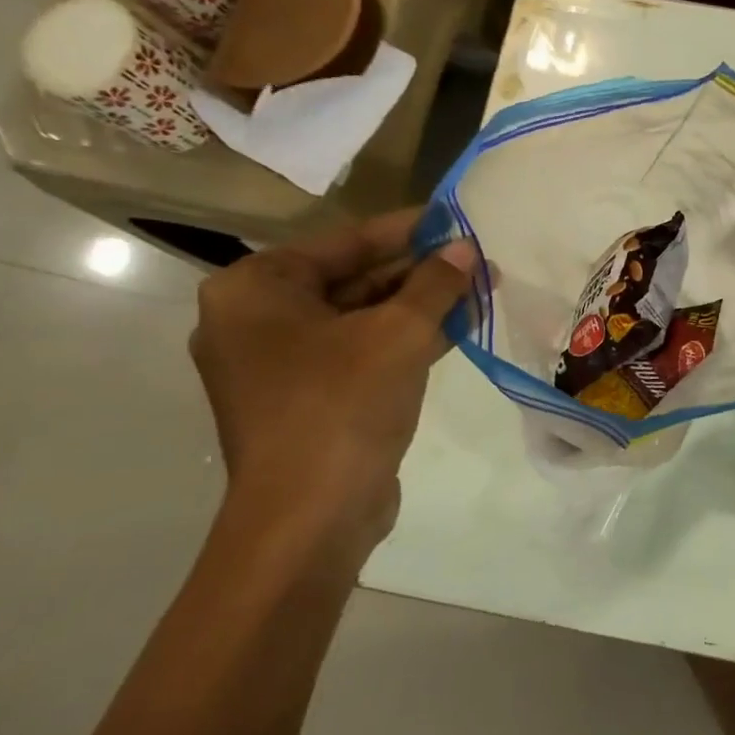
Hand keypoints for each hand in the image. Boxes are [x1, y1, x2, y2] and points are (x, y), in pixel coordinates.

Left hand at [190, 210, 477, 558]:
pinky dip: (404, 339)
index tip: (452, 218)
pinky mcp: (307, 398)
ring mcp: (279, 364)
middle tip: (475, 258)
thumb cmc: (342, 405)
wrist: (310, 516)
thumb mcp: (399, 334)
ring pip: (360, 318)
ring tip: (478, 289)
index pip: (342, 243)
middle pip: (351, 279)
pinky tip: (457, 327)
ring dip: (418, 305)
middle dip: (418, 270)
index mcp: (256, 291)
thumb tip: (467, 249)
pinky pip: (360, 351)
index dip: (404, 230)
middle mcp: (256, 321)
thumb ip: (435, 284)